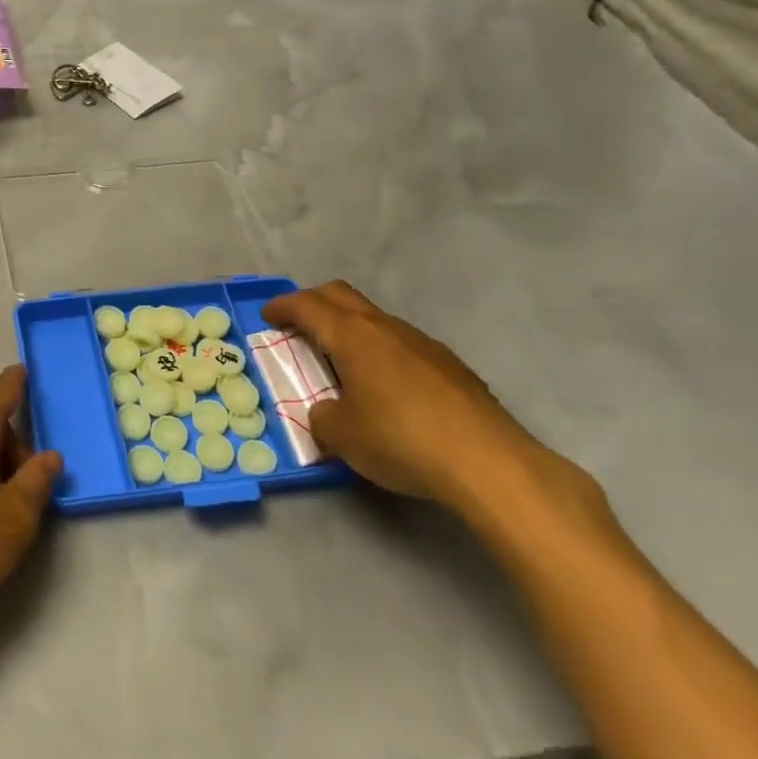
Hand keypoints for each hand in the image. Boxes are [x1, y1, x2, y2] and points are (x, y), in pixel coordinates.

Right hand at [261, 282, 541, 507]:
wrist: (488, 463)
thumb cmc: (400, 439)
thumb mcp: (341, 435)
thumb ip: (323, 416)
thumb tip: (329, 411)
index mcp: (352, 335)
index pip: (307, 305)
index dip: (283, 306)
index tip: (268, 316)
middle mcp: (385, 328)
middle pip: (341, 295)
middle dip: (314, 302)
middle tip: (298, 323)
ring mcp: (423, 343)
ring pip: (375, 320)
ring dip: (351, 330)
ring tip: (343, 362)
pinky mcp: (451, 366)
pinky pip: (403, 346)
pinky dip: (382, 353)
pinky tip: (388, 388)